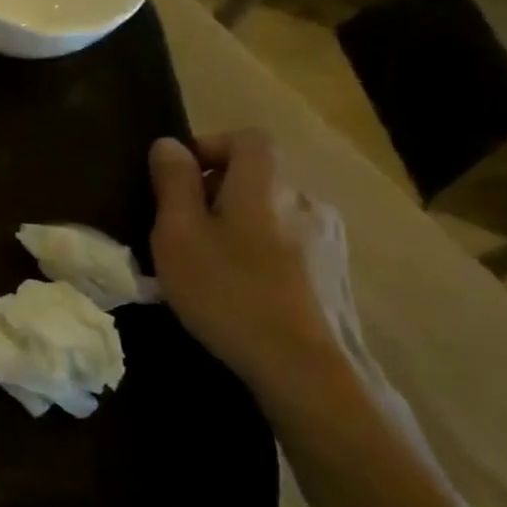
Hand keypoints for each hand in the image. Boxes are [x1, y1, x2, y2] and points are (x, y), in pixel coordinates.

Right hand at [148, 130, 366, 410]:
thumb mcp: (179, 235)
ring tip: (210, 262)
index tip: (176, 178)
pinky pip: (291, 244)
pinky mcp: (337, 274)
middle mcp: (306, 200)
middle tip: (181, 226)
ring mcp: (330, 239)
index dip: (209, 147)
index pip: (246, 138)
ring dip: (241, 223)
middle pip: (259, 176)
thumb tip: (169, 144)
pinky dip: (263, 251)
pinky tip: (243, 288)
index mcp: (267, 184)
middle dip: (217, 190)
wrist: (309, 369)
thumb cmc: (229, 292)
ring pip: (274, 212)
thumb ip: (173, 183)